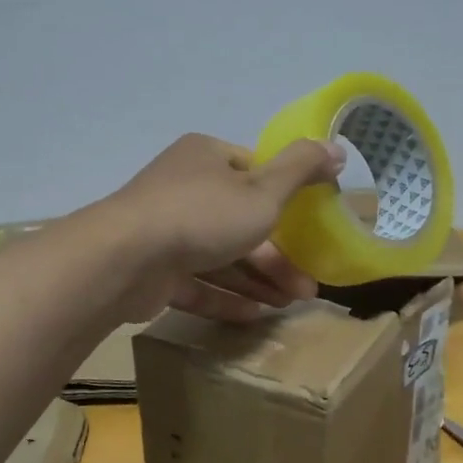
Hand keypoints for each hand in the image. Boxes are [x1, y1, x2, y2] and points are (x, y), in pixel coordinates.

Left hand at [94, 133, 345, 322]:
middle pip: (240, 221)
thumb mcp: (264, 190)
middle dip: (277, 256)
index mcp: (207, 158)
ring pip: (220, 255)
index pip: (255, 172)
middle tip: (306, 287)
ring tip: (289, 306)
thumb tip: (337, 147)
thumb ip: (302, 169)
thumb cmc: (203, 215)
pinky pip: (197, 282)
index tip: (311, 229)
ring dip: (257, 280)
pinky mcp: (152, 269)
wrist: (125, 259)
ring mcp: (164, 230)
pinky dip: (225, 297)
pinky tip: (255, 315)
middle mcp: (184, 188)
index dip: (286, 199)